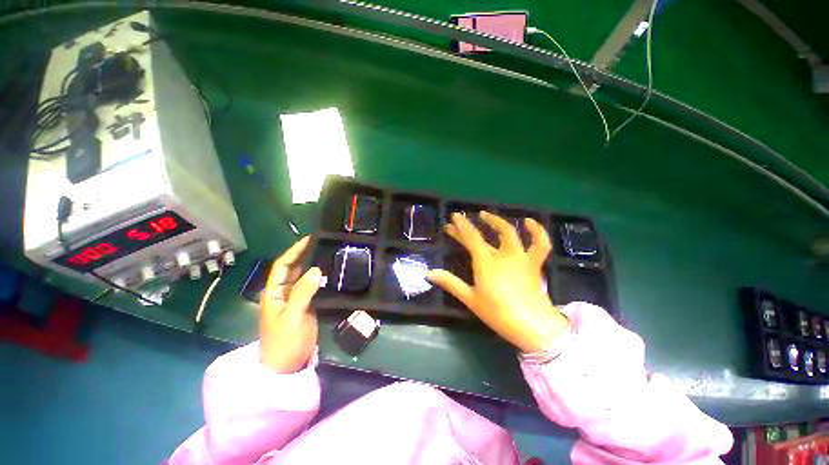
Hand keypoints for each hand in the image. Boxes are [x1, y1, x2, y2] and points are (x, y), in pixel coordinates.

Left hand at [260, 236, 321, 372]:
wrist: (287, 367)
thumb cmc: (284, 342)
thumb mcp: (292, 316)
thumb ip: (302, 293)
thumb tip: (315, 269)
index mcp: (274, 292)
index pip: (282, 265)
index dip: (294, 251)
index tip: (309, 239)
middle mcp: (283, 292)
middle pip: (293, 269)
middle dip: (305, 255)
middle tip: (324, 244)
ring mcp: (296, 300)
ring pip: (304, 277)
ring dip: (314, 266)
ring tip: (330, 254)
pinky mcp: (306, 306)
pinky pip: (313, 288)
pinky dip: (320, 279)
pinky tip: (332, 273)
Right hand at [427, 212, 567, 352]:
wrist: (531, 325)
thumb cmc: (497, 313)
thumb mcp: (470, 298)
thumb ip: (450, 283)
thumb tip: (428, 273)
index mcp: (485, 262)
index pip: (471, 238)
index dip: (461, 225)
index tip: (454, 216)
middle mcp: (503, 254)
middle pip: (484, 235)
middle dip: (469, 226)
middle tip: (459, 221)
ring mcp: (520, 257)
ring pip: (509, 232)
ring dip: (497, 221)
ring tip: (486, 215)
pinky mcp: (534, 263)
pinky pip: (540, 243)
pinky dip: (537, 231)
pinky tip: (529, 221)